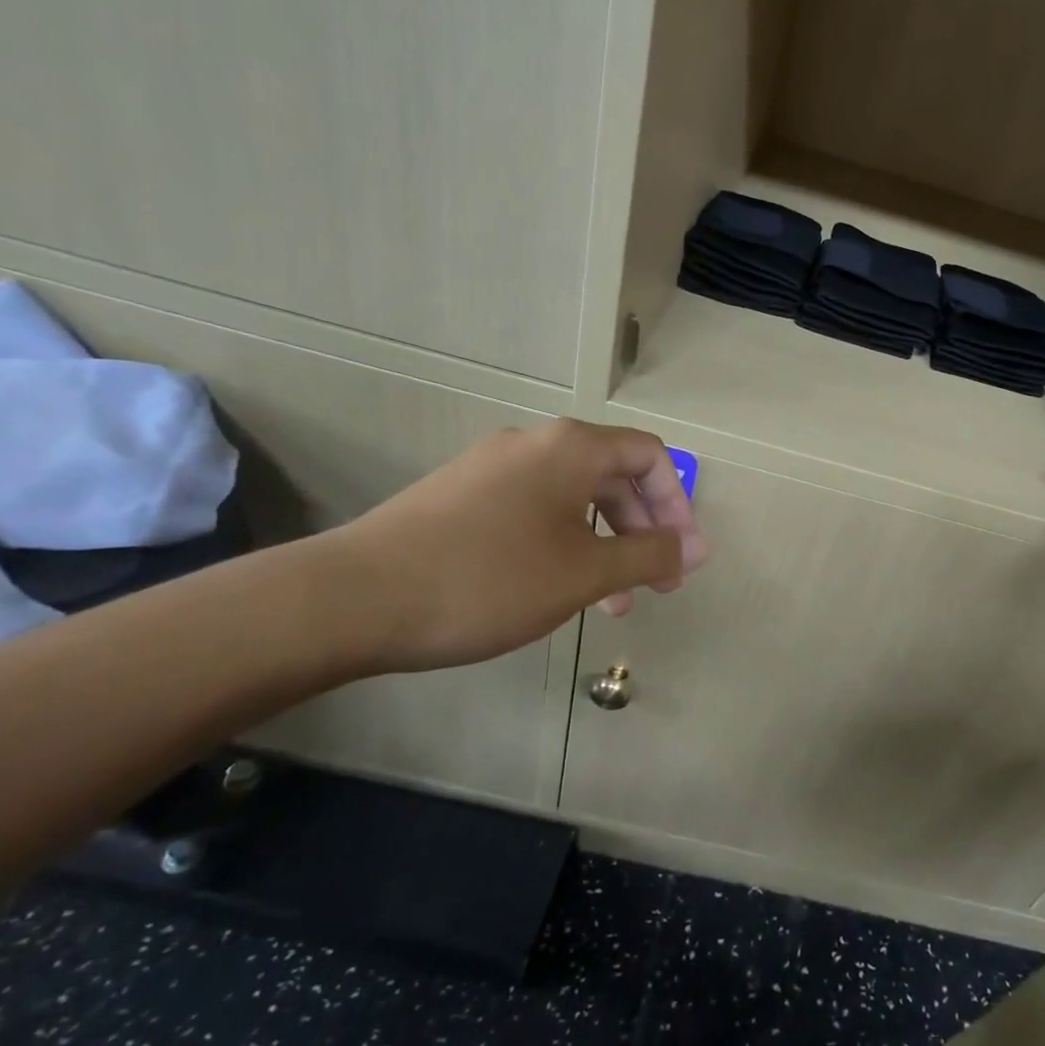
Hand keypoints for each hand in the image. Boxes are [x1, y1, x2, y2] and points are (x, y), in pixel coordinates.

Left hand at [323, 419, 707, 671]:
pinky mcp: (459, 496)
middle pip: (612, 474)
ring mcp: (490, 467)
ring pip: (572, 496)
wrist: (352, 598)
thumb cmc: (488, 579)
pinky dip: (563, 542)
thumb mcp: (584, 573)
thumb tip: (692, 548)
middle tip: (656, 584)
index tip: (682, 558)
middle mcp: (533, 444)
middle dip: (643, 529)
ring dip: (605, 542)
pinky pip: (533, 509)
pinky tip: (553, 587)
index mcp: (571, 448)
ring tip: (611, 601)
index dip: (677, 506)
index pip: (649, 457)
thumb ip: (648, 555)